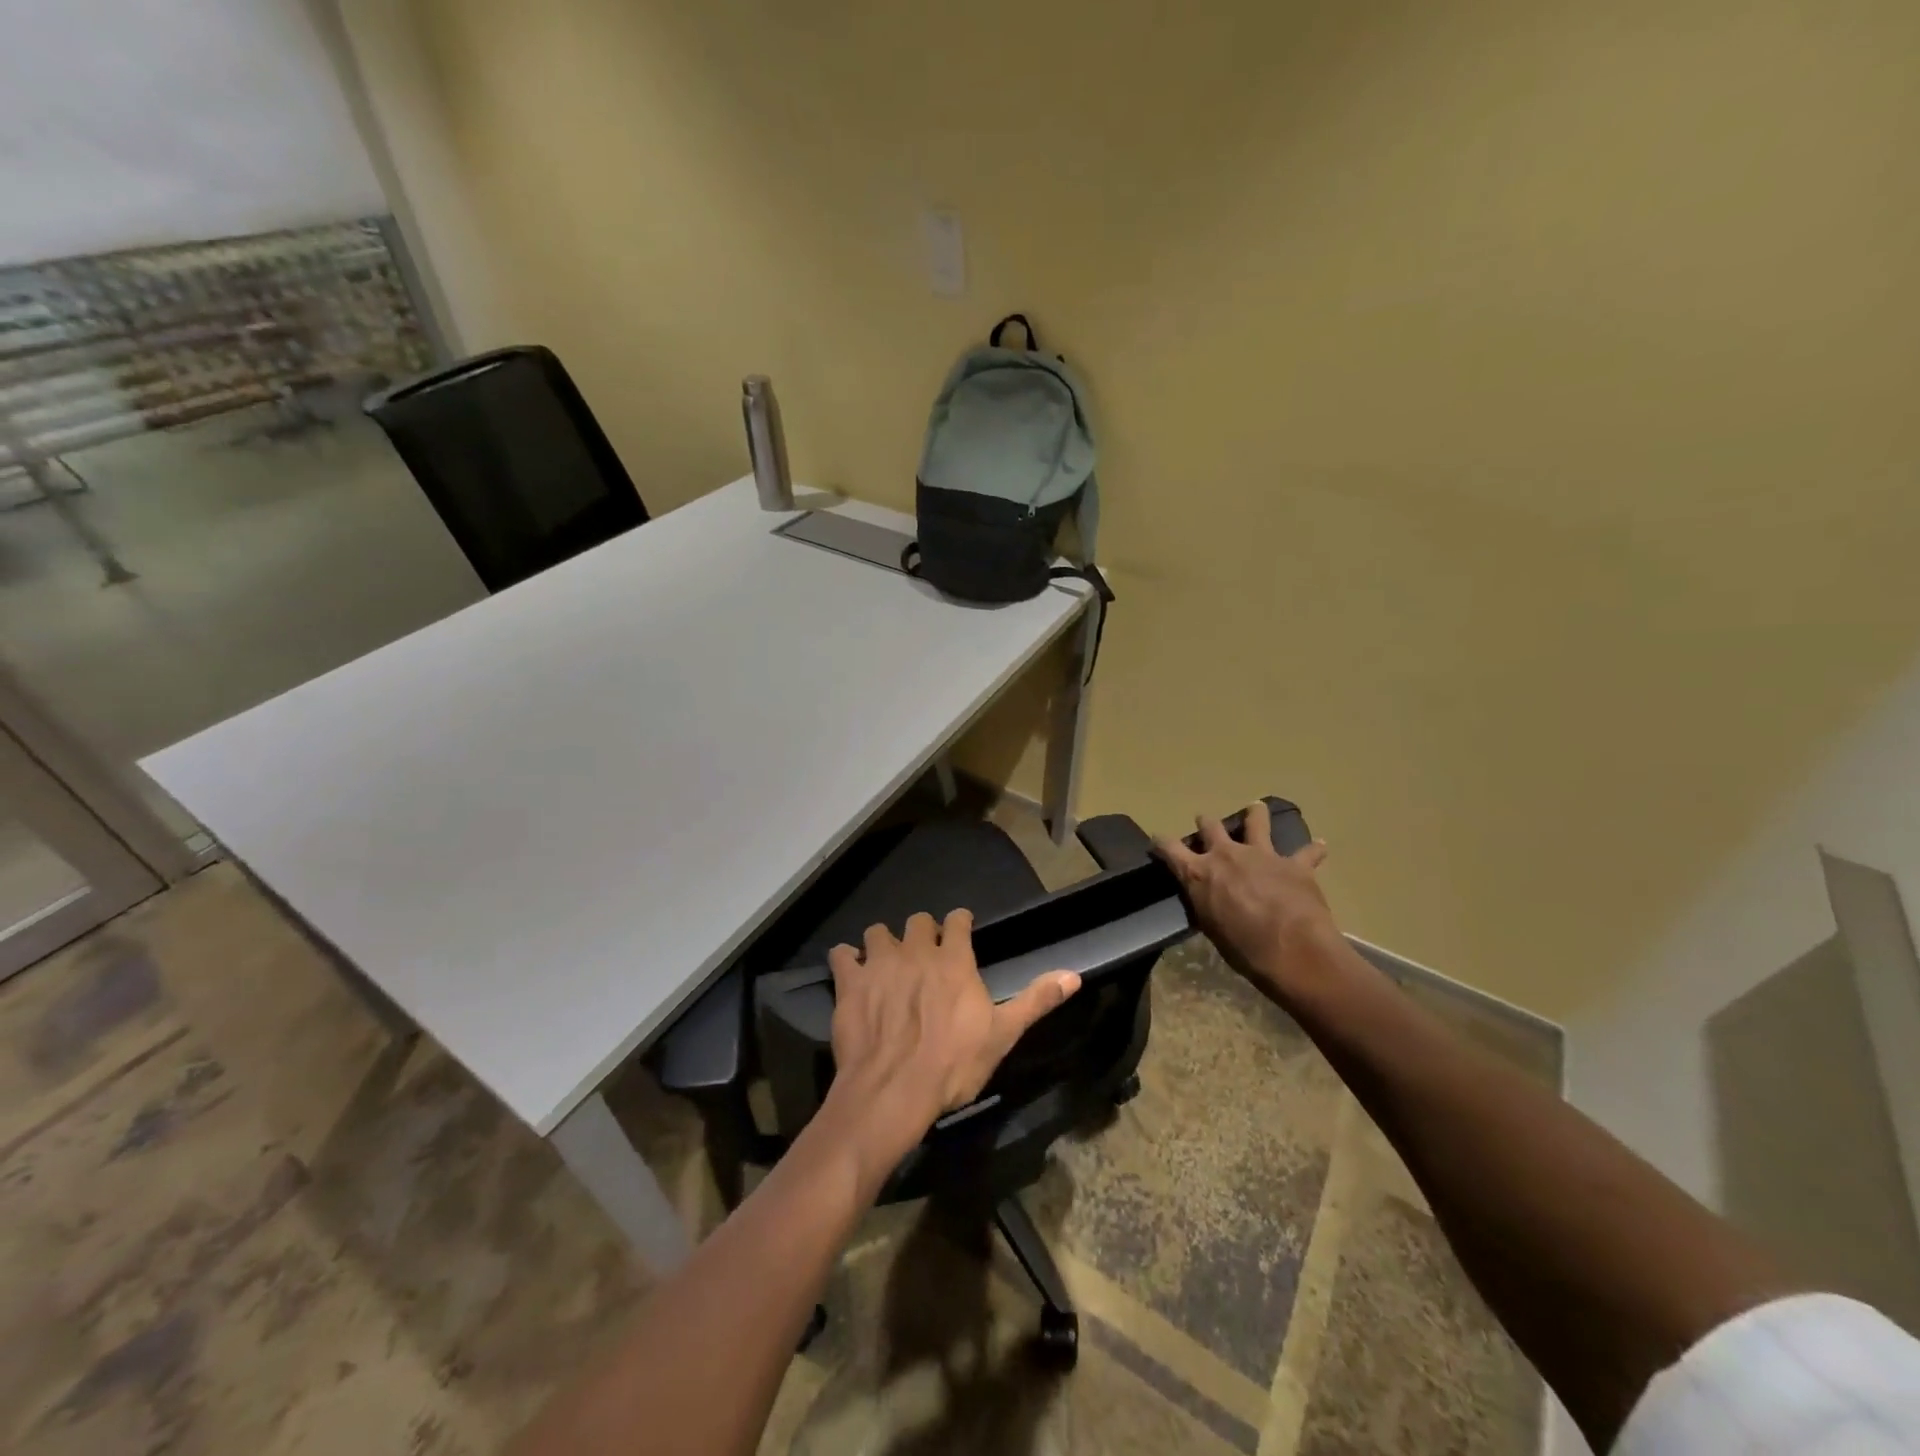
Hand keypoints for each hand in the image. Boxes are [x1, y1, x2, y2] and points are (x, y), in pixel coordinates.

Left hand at [824, 909, 1079, 1179]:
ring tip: (887, 964)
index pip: (958, 920)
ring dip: (883, 943)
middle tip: (924, 956)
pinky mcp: (850, 982)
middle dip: (922, 933)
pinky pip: (842, 955)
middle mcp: (917, 951)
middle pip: (918, 921)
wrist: (893, 1091)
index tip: (960, 931)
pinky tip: (852, 975)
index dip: (959, 923)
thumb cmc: (953, 1065)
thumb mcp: (1003, 1035)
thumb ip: (1036, 1000)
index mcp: (954, 960)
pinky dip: (846, 961)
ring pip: (878, 932)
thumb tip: (1074, 974)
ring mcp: (880, 964)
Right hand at [1153, 801, 1338, 997]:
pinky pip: (1307, 852)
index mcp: (1199, 873)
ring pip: (1256, 821)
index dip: (1161, 842)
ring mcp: (1261, 855)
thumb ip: (1208, 904)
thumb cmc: (1243, 948)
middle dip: (1205, 823)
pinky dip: (1312, 850)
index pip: (1170, 848)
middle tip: (1205, 822)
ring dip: (1255, 814)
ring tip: (1256, 808)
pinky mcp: (1294, 864)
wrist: (1292, 949)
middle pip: (1210, 826)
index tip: (1158, 840)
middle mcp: (1226, 855)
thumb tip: (1209, 899)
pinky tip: (1319, 846)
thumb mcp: (1211, 927)